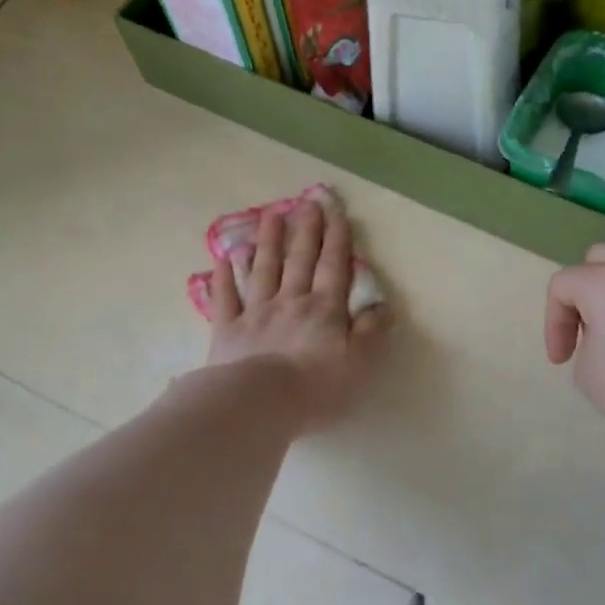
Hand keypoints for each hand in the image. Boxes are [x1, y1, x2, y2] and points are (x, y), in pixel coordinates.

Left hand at [206, 198, 386, 432]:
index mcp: (324, 310)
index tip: (336, 212)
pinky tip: (223, 258)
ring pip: (263, 269)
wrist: (259, 402)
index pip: (334, 267)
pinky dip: (224, 277)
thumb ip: (371, 333)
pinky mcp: (228, 329)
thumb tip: (381, 306)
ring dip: (268, 241)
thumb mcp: (359, 364)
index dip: (337, 239)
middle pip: (299, 260)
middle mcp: (290, 302)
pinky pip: (225, 297)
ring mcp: (256, 313)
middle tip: (306, 202)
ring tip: (271, 215)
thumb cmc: (316, 387)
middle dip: (305, 230)